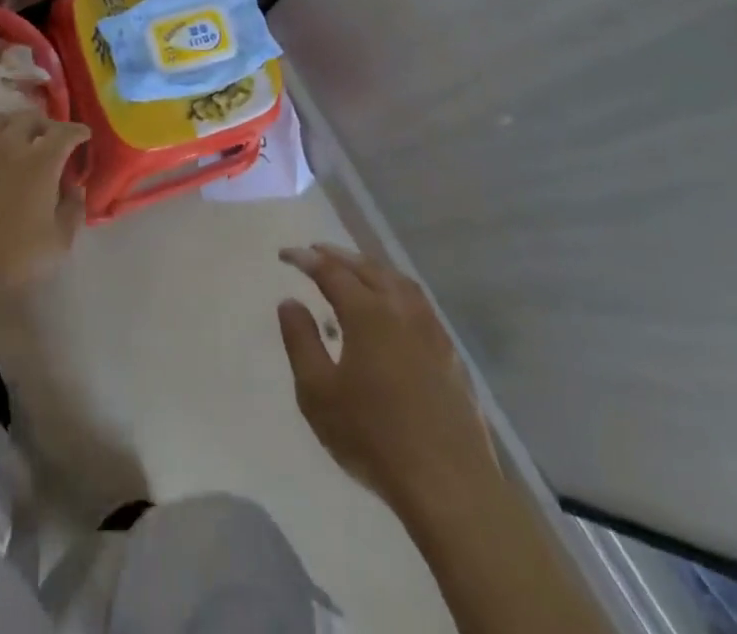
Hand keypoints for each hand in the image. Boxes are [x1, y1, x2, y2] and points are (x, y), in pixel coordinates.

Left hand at [0, 112, 88, 295]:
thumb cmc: (9, 257)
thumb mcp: (57, 244)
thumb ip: (73, 210)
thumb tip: (75, 187)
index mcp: (41, 162)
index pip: (65, 132)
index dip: (77, 131)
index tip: (83, 136)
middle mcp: (10, 143)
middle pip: (30, 118)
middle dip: (44, 125)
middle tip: (47, 137)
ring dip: (11, 124)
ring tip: (13, 134)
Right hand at [278, 244, 497, 517]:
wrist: (449, 485)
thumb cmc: (373, 437)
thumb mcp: (318, 392)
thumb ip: (301, 341)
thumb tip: (290, 302)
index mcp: (367, 313)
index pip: (330, 271)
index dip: (306, 259)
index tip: (285, 254)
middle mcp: (401, 310)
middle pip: (367, 268)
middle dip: (339, 256)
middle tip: (316, 251)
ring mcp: (431, 331)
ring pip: (398, 282)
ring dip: (371, 268)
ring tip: (354, 270)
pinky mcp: (451, 355)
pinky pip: (419, 304)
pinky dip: (397, 290)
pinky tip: (393, 308)